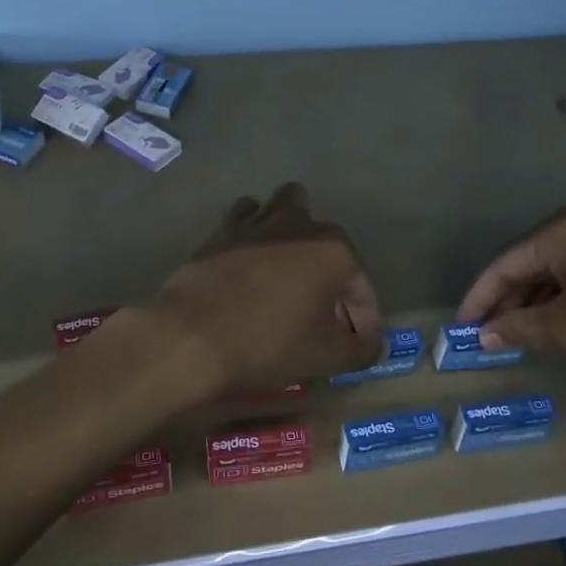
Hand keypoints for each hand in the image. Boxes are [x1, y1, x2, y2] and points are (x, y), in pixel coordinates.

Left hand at [148, 182, 383, 394]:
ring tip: (288, 271)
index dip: (364, 320)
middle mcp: (301, 224)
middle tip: (322, 316)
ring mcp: (259, 221)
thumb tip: (375, 344)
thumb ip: (361, 349)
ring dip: (295, 232)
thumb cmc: (268, 343)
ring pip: (288, 208)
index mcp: (334, 249)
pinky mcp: (224, 229)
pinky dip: (255, 232)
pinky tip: (251, 260)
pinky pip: (248, 218)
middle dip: (332, 277)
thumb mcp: (325, 357)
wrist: (190, 336)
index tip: (354, 347)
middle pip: (330, 245)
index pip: (362, 287)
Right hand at [456, 206, 565, 370]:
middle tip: (492, 334)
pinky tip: (563, 319)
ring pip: (557, 265)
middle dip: (508, 298)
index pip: (503, 263)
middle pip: (529, 260)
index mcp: (559, 232)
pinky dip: (565, 293)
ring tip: (523, 332)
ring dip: (537, 298)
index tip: (462, 328)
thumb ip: (522, 328)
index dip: (479, 297)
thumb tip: (486, 335)